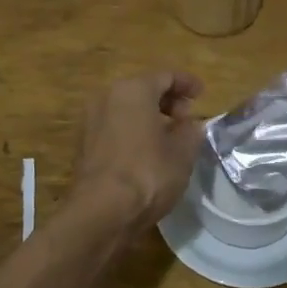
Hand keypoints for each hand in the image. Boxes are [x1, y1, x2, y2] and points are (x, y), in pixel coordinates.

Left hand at [71, 69, 205, 229]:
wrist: (101, 211)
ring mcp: (91, 120)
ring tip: (170, 135)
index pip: (165, 76)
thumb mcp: (183, 152)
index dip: (187, 83)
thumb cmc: (147, 173)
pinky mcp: (84, 144)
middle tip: (187, 117)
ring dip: (149, 116)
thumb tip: (190, 124)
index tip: (202, 93)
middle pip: (142, 89)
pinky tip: (147, 150)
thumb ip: (191, 131)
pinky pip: (115, 126)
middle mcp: (107, 96)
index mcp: (133, 89)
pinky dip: (133, 130)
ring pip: (126, 108)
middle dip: (167, 100)